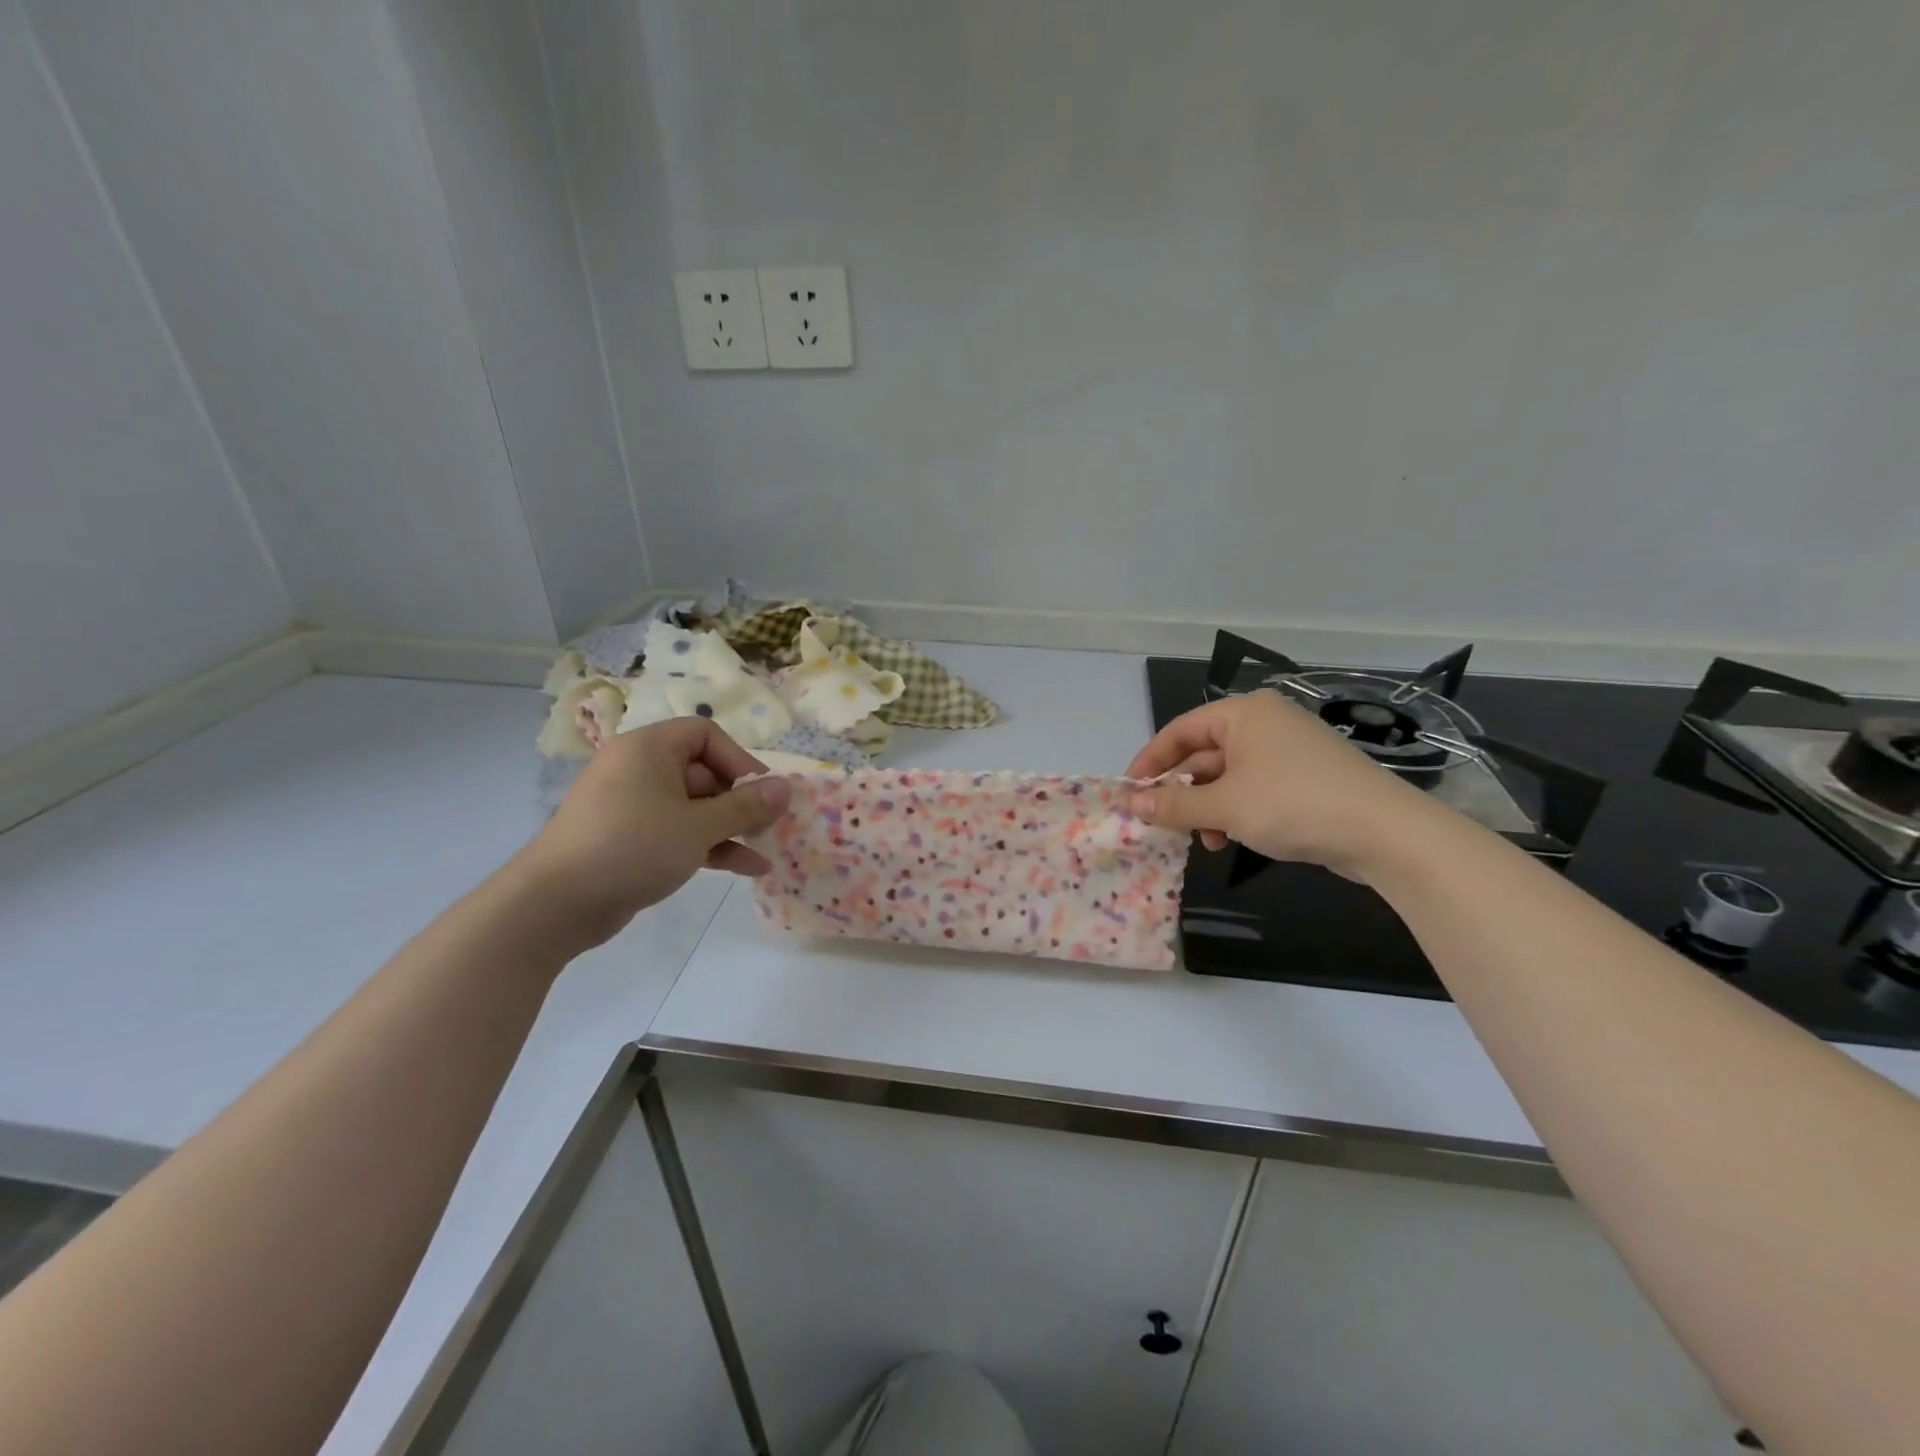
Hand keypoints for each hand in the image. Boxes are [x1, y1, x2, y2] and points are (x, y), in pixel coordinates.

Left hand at [510, 718, 792, 950]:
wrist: (554, 905)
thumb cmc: (632, 847)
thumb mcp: (699, 826)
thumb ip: (747, 806)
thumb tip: (788, 787)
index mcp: (649, 749)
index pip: (706, 734)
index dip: (740, 760)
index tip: (762, 793)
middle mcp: (639, 769)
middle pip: (704, 773)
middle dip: (740, 802)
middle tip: (768, 827)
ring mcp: (632, 806)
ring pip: (694, 808)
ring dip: (731, 828)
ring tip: (766, 851)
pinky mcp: (630, 840)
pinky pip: (678, 832)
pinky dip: (709, 845)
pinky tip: (745, 869)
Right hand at [1126, 689, 1444, 882]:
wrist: (1383, 832)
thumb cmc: (1292, 804)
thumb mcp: (1224, 806)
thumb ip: (1173, 805)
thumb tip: (1131, 804)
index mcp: (1243, 714)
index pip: (1180, 730)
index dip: (1150, 761)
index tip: (1130, 792)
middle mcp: (1265, 723)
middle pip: (1204, 753)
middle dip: (1182, 791)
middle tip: (1162, 822)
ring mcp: (1288, 750)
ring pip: (1228, 776)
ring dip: (1208, 808)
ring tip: (1205, 840)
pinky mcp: (1306, 778)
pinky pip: (1254, 789)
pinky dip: (1236, 812)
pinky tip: (1232, 839)